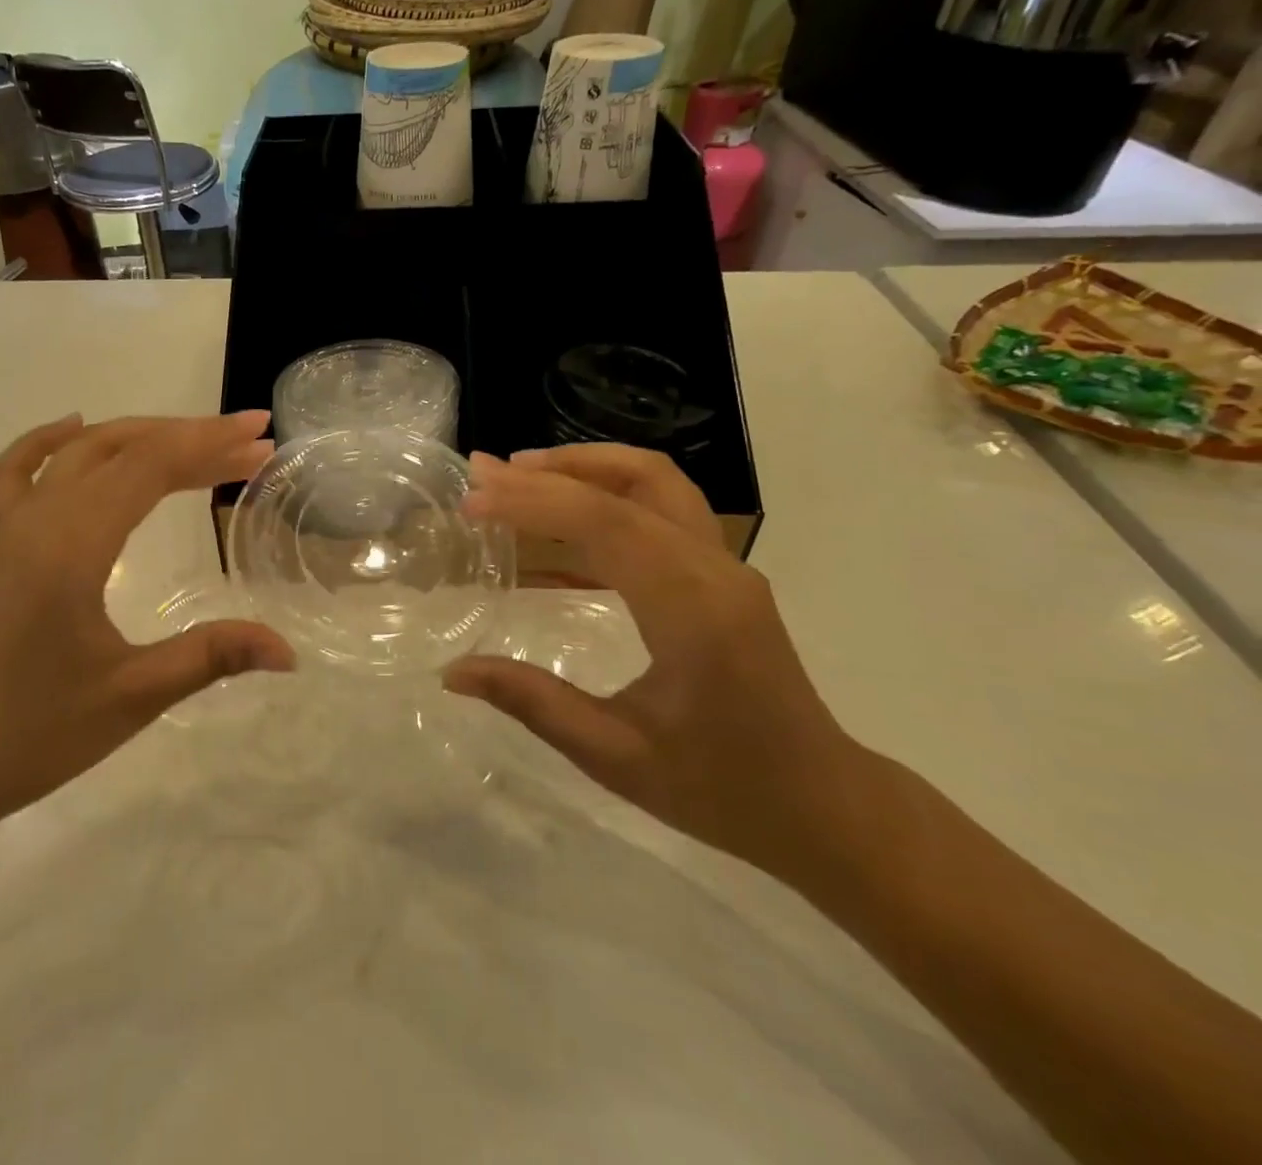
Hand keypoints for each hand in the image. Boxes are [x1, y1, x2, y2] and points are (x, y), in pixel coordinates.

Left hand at [0, 412, 294, 848]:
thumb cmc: (25, 737)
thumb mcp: (130, 697)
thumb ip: (211, 657)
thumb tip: (288, 653)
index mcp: (71, 544)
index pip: (151, 466)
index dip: (211, 444)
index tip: (261, 437)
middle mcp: (39, 520)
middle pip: (123, 450)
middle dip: (191, 438)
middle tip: (250, 444)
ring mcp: (8, 532)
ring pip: (79, 455)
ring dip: (139, 439)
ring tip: (194, 444)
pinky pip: (19, 475)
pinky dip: (50, 443)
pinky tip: (73, 430)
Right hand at [446, 446, 863, 877]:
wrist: (823, 807)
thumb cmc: (722, 789)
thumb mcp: (615, 756)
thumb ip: (532, 702)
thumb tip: (452, 672)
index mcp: (693, 610)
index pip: (605, 522)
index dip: (532, 501)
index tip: (472, 500)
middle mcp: (716, 570)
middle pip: (633, 483)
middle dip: (552, 470)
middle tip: (485, 472)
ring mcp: (726, 567)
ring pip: (656, 483)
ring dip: (584, 469)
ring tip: (519, 476)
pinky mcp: (722, 574)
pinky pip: (660, 512)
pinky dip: (605, 500)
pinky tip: (556, 531)